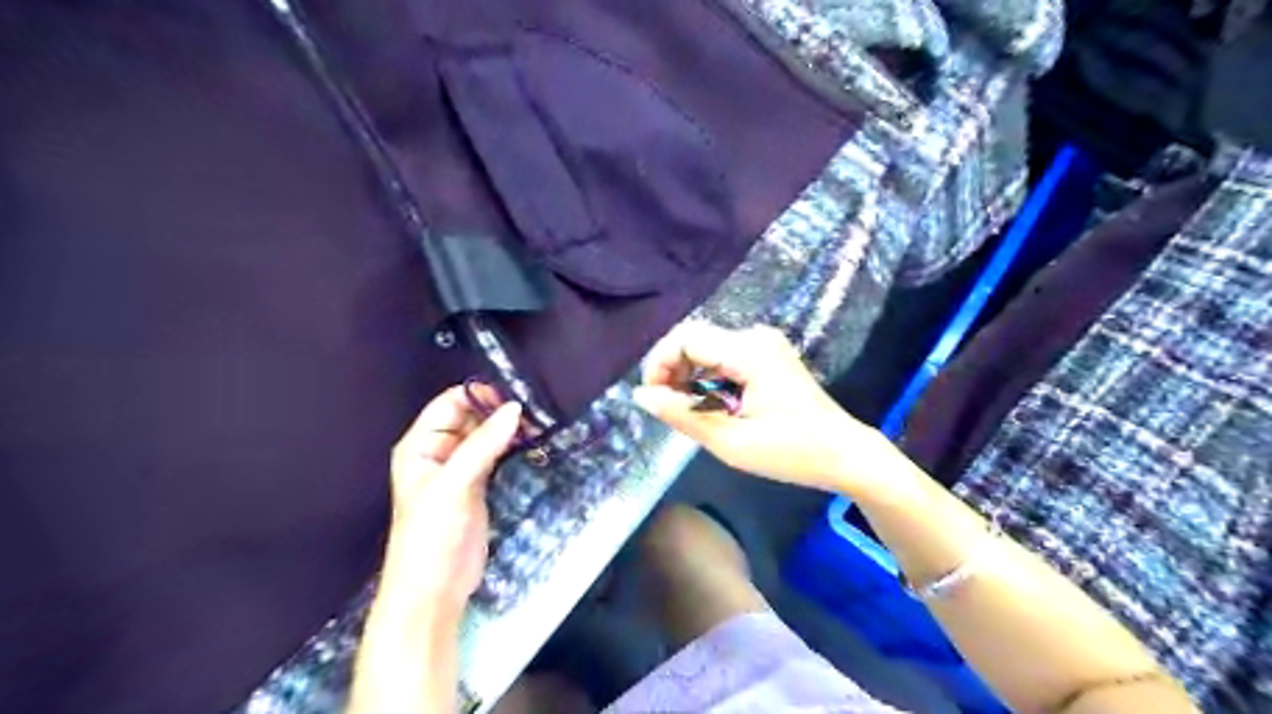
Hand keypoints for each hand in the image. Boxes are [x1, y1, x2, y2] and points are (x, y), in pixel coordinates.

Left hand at [345, 391, 521, 713]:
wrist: (434, 590)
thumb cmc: (431, 535)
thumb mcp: (455, 485)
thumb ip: (484, 444)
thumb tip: (515, 408)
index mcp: (420, 445)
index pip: (450, 404)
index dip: (479, 395)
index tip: (514, 395)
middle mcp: (439, 451)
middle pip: (470, 417)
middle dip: (499, 411)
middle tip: (534, 410)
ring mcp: (460, 469)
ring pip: (486, 435)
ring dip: (508, 428)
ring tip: (538, 423)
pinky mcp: (478, 485)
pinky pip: (495, 454)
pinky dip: (512, 446)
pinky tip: (531, 442)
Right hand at [632, 324, 885, 495]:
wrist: (845, 454)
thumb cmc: (792, 453)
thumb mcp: (731, 441)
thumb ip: (682, 415)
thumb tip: (640, 396)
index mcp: (749, 352)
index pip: (685, 338)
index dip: (659, 364)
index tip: (652, 398)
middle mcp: (756, 337)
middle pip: (694, 340)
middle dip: (672, 371)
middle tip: (668, 409)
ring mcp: (764, 345)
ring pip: (706, 349)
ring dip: (689, 376)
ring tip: (689, 412)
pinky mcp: (767, 355)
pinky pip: (723, 357)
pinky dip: (708, 379)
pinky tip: (711, 406)